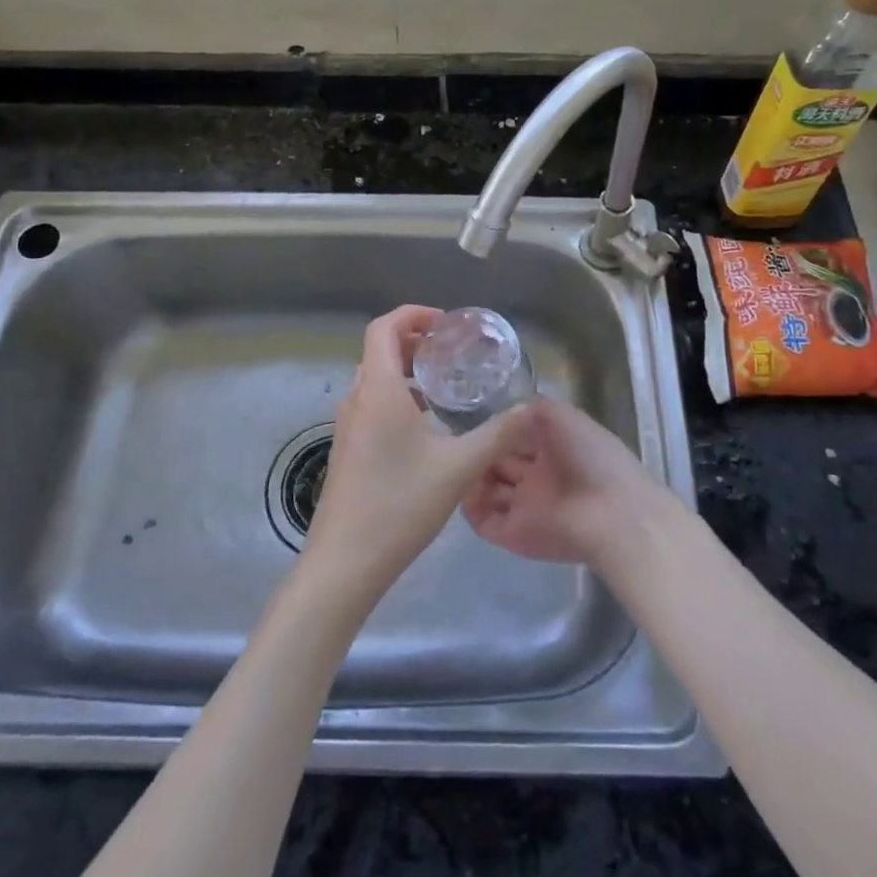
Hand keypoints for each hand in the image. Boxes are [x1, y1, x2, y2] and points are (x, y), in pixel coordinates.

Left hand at [303, 306, 527, 600]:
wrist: (345, 562)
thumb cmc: (400, 505)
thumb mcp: (459, 468)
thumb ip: (497, 435)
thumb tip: (530, 409)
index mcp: (378, 390)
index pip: (383, 327)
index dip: (413, 315)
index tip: (446, 325)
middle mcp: (357, 399)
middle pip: (379, 349)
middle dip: (414, 342)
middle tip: (451, 352)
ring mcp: (347, 425)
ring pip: (374, 378)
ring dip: (405, 371)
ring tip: (444, 386)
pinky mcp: (347, 449)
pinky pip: (371, 404)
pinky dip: (396, 397)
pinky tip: (426, 426)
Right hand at [462, 396, 657, 568]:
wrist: (611, 514)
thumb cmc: (589, 457)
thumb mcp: (563, 416)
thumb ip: (532, 409)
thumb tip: (505, 415)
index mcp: (553, 448)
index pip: (516, 437)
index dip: (497, 430)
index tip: (474, 421)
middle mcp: (539, 477)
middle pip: (500, 463)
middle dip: (481, 452)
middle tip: (458, 442)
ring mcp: (527, 507)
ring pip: (490, 491)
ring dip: (472, 478)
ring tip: (456, 463)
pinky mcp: (516, 535)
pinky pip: (485, 521)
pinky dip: (470, 507)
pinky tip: (459, 488)